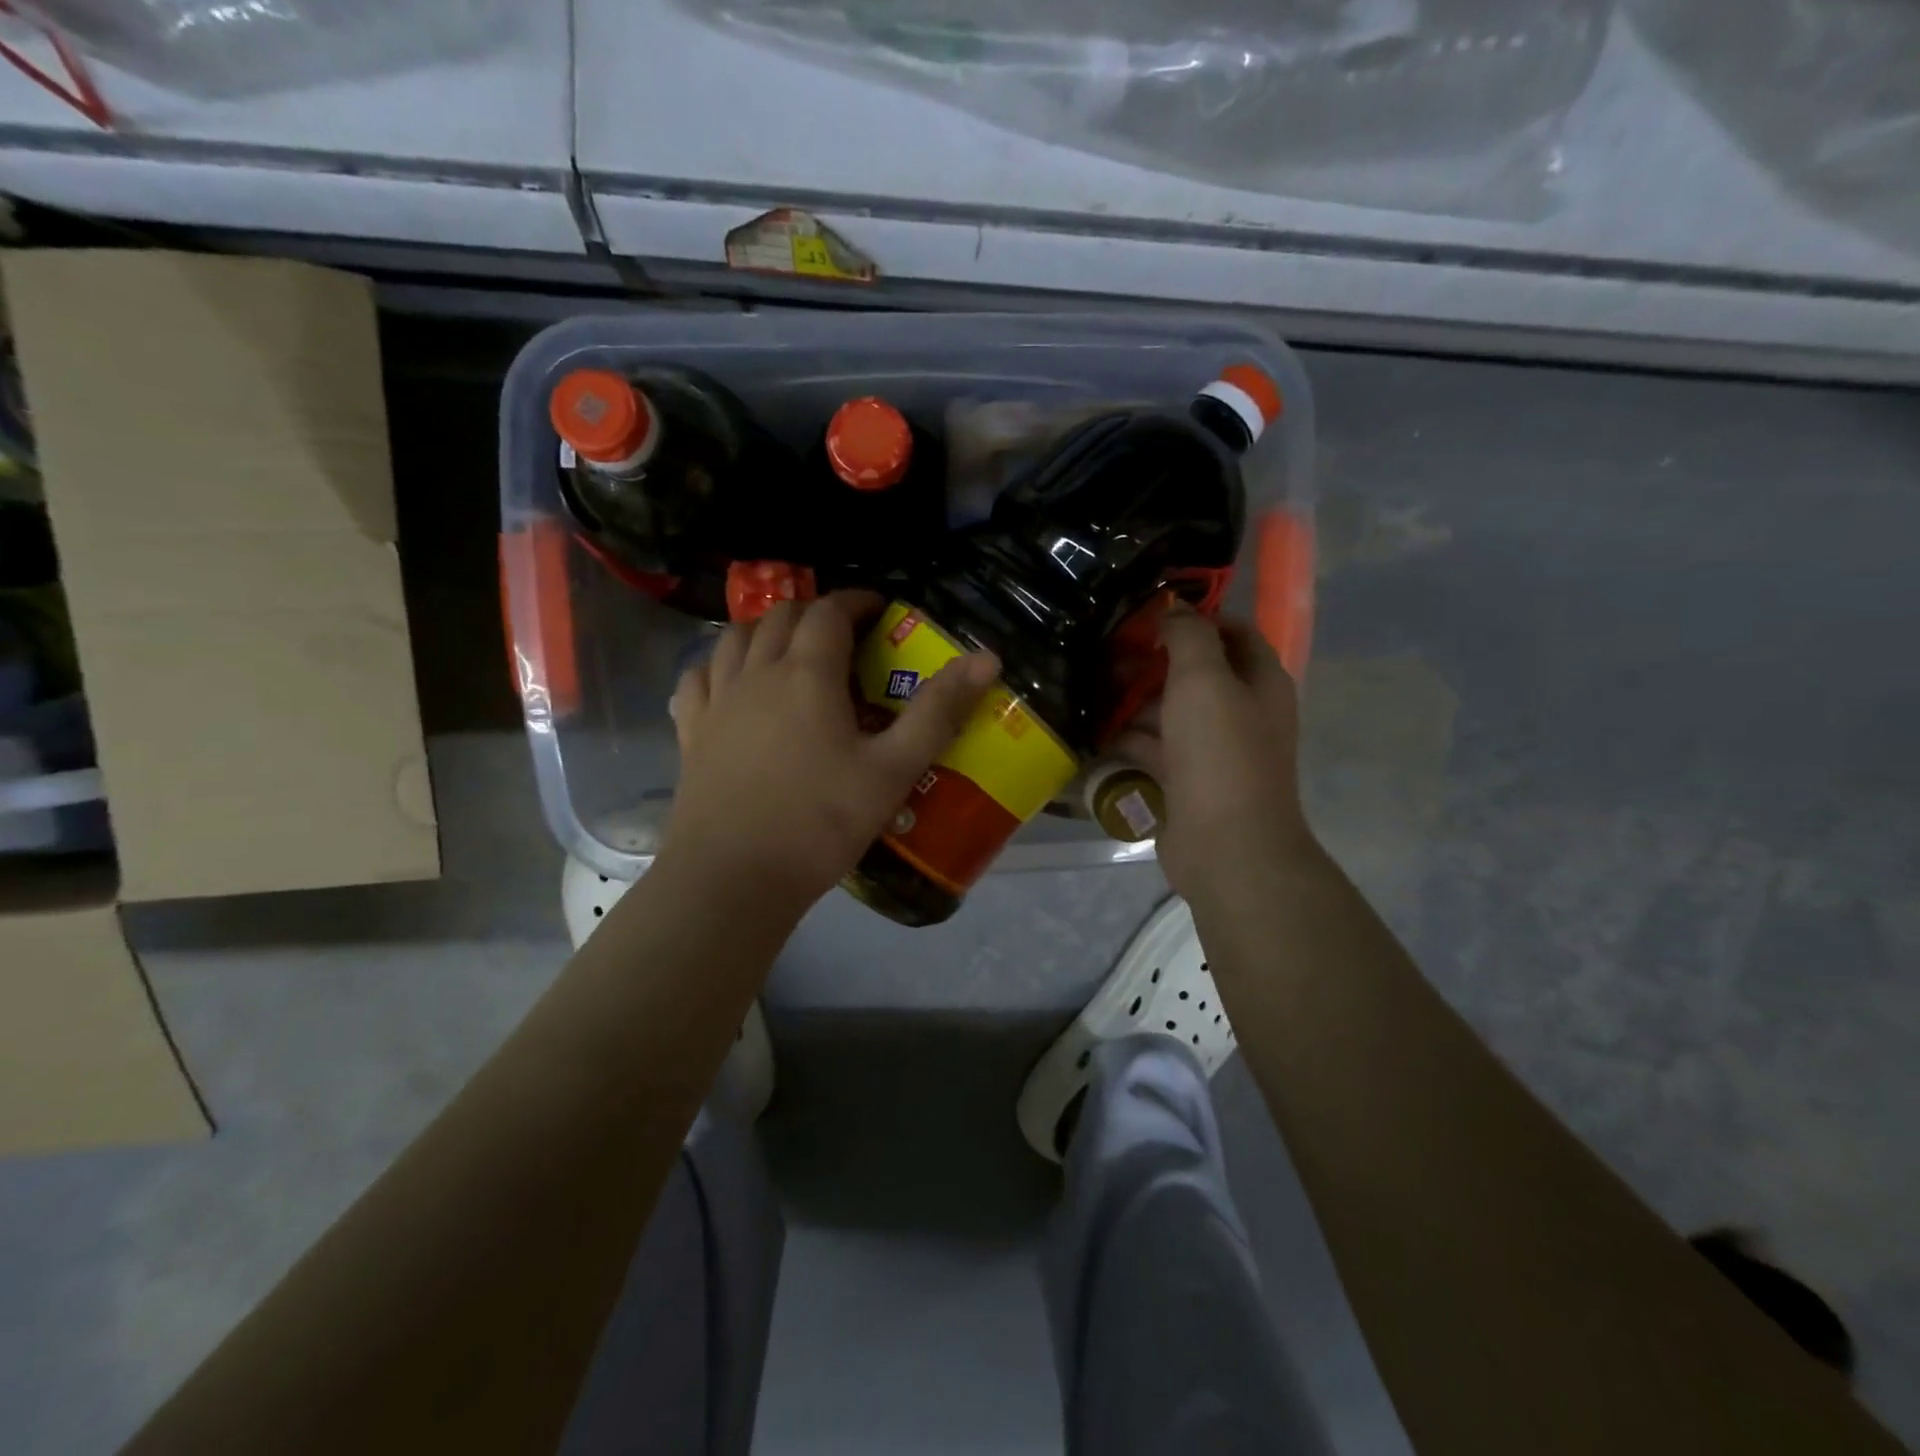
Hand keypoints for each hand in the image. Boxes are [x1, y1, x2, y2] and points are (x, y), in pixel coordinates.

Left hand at [661, 591, 997, 915]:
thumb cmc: (821, 823)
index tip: (879, 608)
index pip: (830, 612)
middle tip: (843, 632)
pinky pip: (697, 678)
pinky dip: (717, 665)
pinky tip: (727, 681)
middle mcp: (756, 673)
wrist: (734, 878)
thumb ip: (939, 711)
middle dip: (814, 612)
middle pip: (780, 616)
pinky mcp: (690, 733)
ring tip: (788, 647)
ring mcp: (716, 702)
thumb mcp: (893, 770)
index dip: (857, 601)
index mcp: (807, 674)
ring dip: (765, 629)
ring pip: (734, 639)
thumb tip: (986, 657)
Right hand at [1115, 607, 1317, 902]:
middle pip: (1196, 673)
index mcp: (1260, 682)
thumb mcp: (1204, 680)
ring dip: (1135, 700)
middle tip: (1107, 650)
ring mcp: (1214, 750)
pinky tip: (1092, 730)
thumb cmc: (1220, 754)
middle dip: (1154, 660)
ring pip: (1171, 712)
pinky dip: (1128, 739)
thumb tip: (1175, 608)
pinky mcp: (1187, 780)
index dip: (1198, 618)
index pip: (1235, 633)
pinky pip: (1155, 748)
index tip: (1151, 612)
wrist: (1227, 846)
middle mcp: (1242, 712)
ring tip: (1089, 686)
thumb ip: (1190, 637)